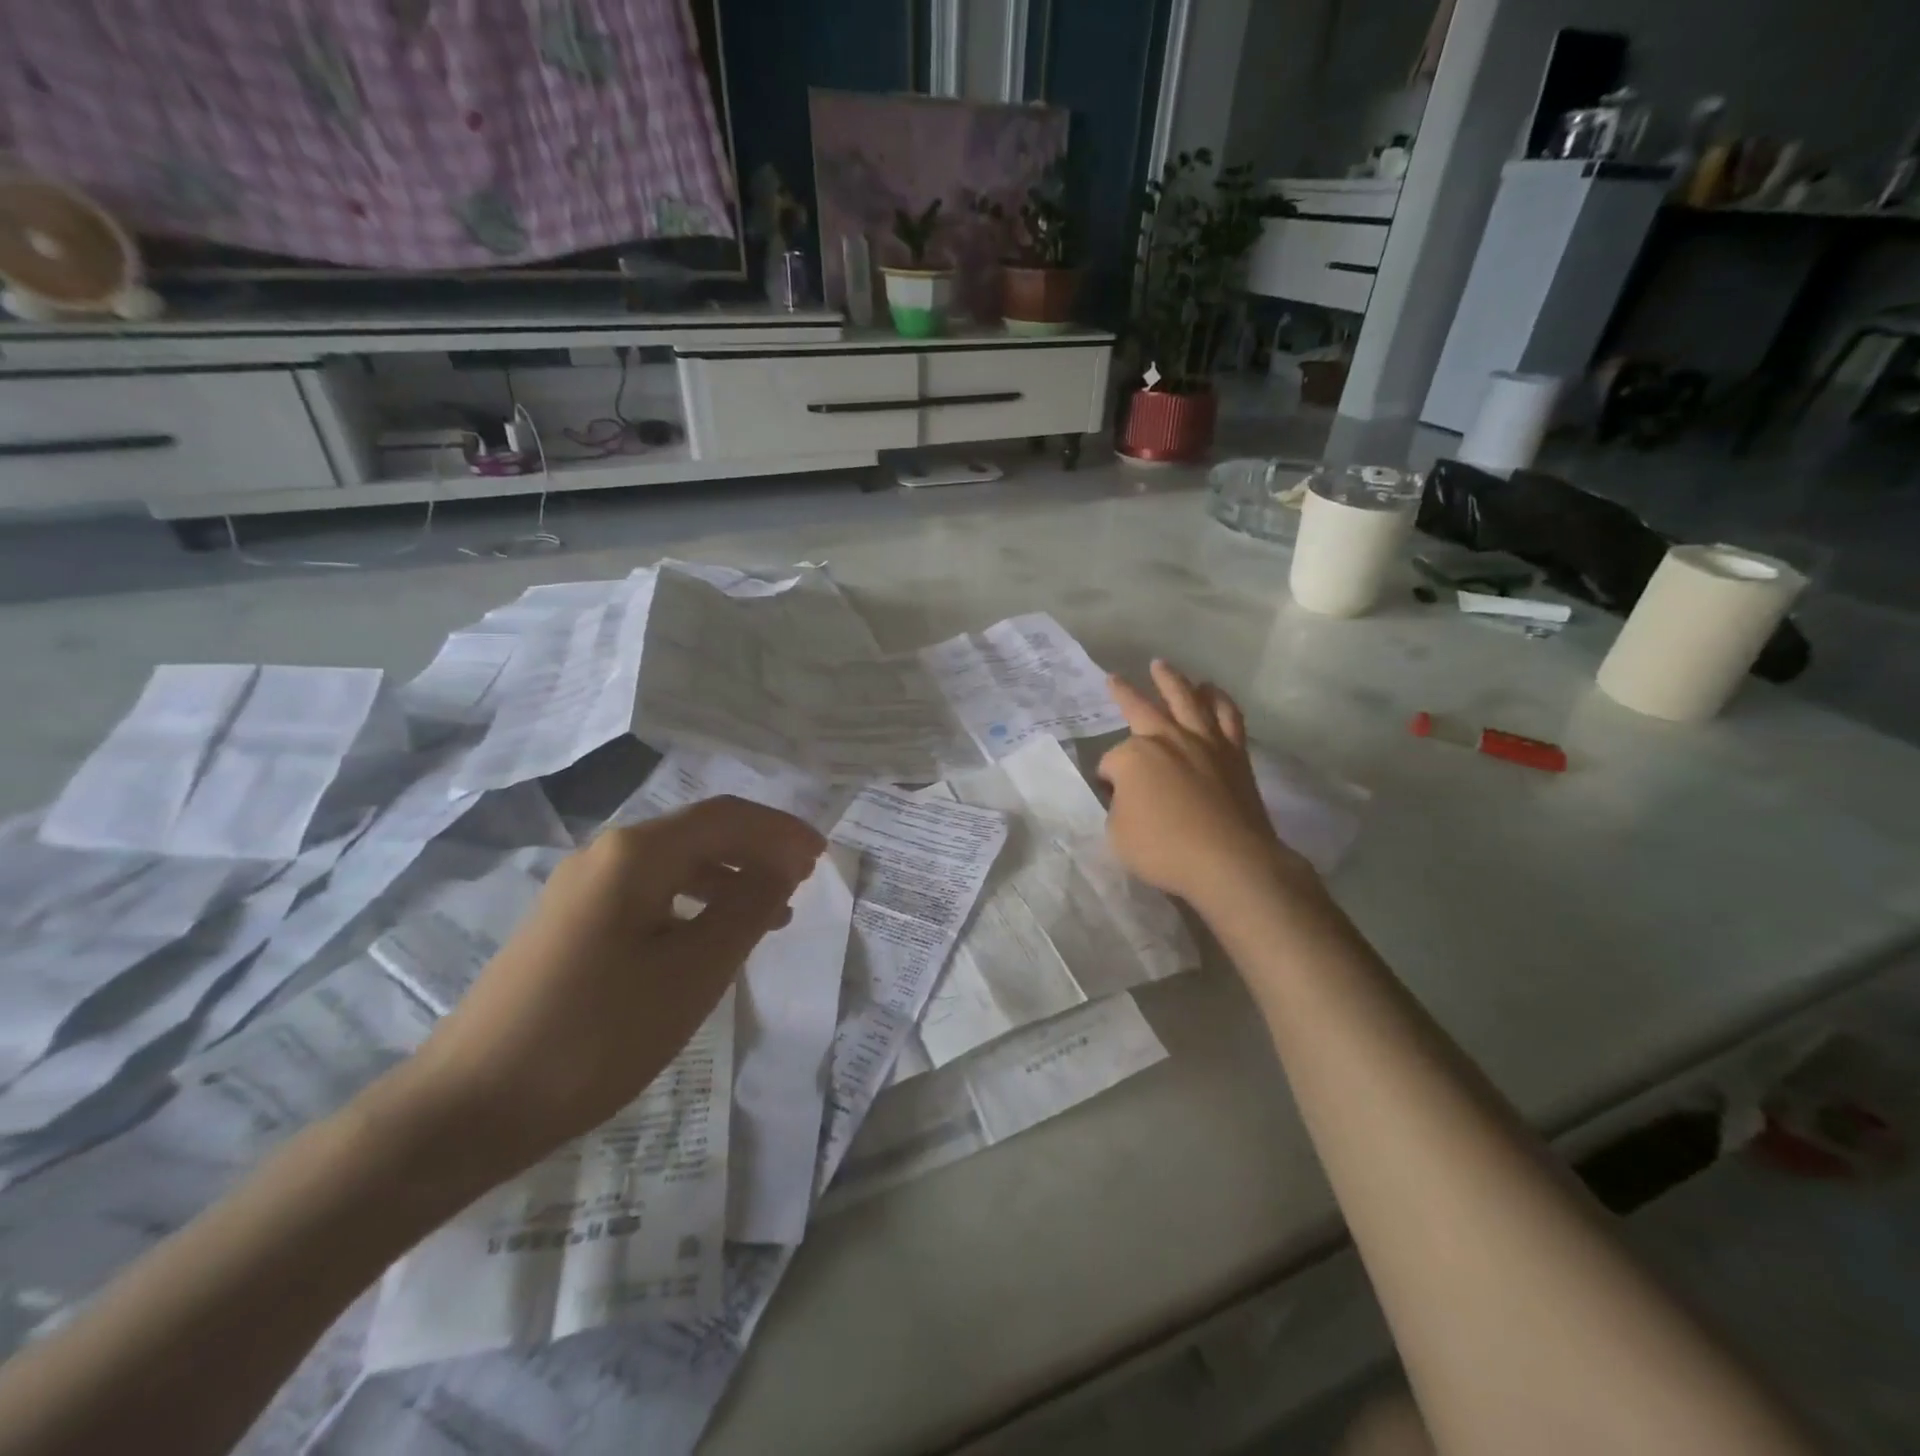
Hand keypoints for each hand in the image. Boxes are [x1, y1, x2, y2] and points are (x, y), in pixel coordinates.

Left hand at [394, 796, 824, 1174]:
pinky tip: (714, 934)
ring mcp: (583, 887)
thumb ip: (747, 911)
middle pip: (701, 831)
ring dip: (731, 876)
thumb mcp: (692, 974)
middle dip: (759, 849)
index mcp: (636, 854)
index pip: (727, 818)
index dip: (781, 831)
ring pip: (677, 862)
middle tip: (805, 879)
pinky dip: (696, 901)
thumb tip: (783, 869)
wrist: (468, 1107)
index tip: (824, 856)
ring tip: (773, 910)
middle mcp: (607, 854)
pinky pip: (652, 892)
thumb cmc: (595, 1035)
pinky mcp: (572, 921)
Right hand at [1099, 660, 1309, 915]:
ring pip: (1186, 699)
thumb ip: (1118, 807)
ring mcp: (1204, 742)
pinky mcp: (1234, 753)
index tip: (1112, 796)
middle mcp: (1168, 739)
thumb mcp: (1117, 834)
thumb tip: (1129, 794)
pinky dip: (1218, 700)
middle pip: (1141, 708)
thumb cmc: (1164, 849)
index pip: (1111, 762)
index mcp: (1134, 757)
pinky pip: (1227, 716)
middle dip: (1125, 694)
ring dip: (1172, 681)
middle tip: (1115, 678)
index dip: (1108, 779)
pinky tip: (1212, 692)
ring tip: (1163, 667)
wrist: (1230, 861)